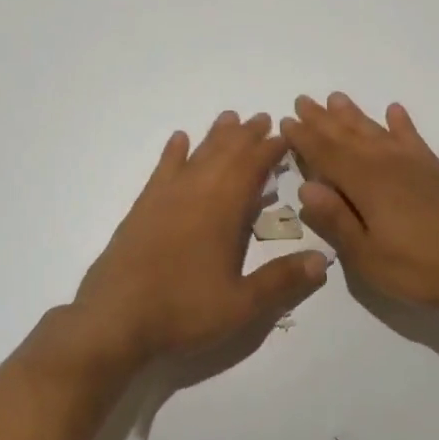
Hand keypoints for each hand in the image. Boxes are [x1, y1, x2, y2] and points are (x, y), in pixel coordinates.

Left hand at [74, 111, 329, 364]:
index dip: (271, 149)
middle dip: (246, 135)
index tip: (285, 135)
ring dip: (215, 136)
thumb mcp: (242, 305)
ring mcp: (165, 198)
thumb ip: (282, 280)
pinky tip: (179, 140)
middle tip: (262, 119)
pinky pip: (162, 170)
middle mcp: (195, 193)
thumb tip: (324, 260)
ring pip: (196, 155)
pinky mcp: (142, 209)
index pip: (252, 168)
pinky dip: (173, 152)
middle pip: (225, 153)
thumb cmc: (183, 311)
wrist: (114, 320)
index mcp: (223, 210)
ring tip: (229, 118)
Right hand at [281, 94, 438, 313]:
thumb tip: (306, 187)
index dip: (304, 138)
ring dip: (355, 115)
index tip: (286, 121)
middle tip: (304, 100)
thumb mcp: (367, 256)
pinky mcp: (437, 171)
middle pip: (348, 136)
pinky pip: (413, 138)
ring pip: (377, 131)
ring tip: (337, 98)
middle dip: (323, 119)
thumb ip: (336, 220)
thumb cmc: (418, 269)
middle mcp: (388, 164)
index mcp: (366, 184)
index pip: (326, 154)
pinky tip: (394, 111)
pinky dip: (401, 123)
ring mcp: (415, 164)